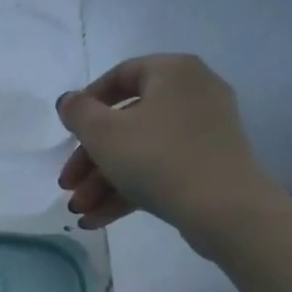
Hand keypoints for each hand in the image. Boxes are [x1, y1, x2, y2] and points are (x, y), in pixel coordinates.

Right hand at [57, 54, 285, 253]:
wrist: (224, 210)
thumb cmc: (158, 158)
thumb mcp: (103, 133)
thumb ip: (78, 112)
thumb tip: (69, 101)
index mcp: (173, 72)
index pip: (121, 76)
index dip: (86, 103)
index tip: (67, 131)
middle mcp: (194, 94)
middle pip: (126, 122)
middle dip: (90, 160)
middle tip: (67, 184)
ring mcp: (205, 133)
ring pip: (141, 151)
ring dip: (104, 181)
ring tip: (79, 211)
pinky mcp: (209, 167)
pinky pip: (161, 170)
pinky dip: (129, 191)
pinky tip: (98, 219)